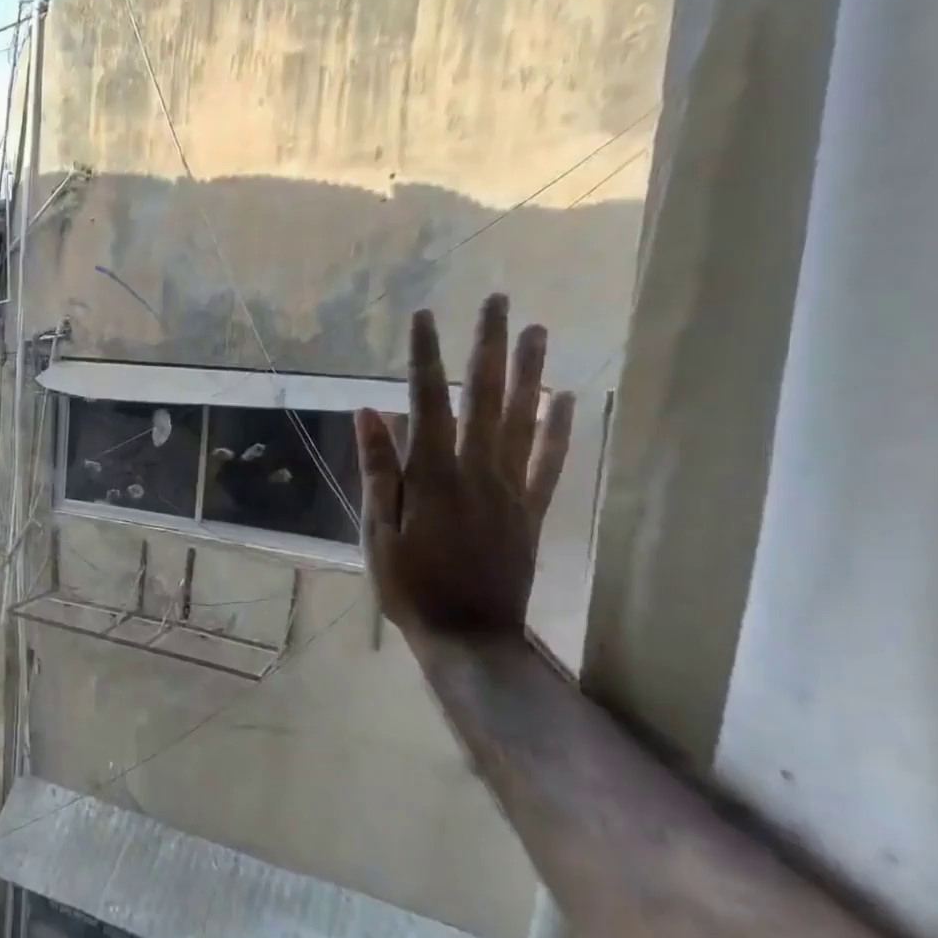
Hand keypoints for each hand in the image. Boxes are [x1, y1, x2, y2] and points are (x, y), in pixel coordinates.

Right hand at [356, 294, 574, 640]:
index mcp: (432, 476)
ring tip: (537, 330)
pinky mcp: (531, 510)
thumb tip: (370, 414)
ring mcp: (511, 489)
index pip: (426, 402)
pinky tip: (567, 399)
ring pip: (523, 420)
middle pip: (484, 398)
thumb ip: (378, 471)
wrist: (470, 636)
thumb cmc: (410, 586)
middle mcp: (477, 471)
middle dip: (488, 347)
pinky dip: (560, 428)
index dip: (424, 357)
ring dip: (529, 373)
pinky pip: (550, 462)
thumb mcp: (377, 531)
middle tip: (497, 301)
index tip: (423, 316)